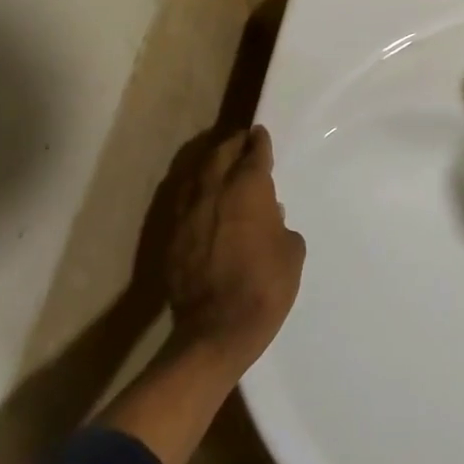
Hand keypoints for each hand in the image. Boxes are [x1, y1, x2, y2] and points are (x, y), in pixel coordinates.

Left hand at [158, 126, 306, 373]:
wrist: (217, 330)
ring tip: (219, 161)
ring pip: (195, 175)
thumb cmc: (266, 285)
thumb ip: (280, 225)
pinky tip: (202, 197)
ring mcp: (187, 214)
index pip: (253, 155)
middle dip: (231, 145)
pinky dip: (195, 192)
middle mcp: (213, 192)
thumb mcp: (291, 251)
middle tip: (241, 141)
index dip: (259, 142)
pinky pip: (183, 201)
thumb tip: (268, 216)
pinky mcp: (171, 237)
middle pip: (219, 156)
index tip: (260, 133)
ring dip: (209, 164)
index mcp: (248, 190)